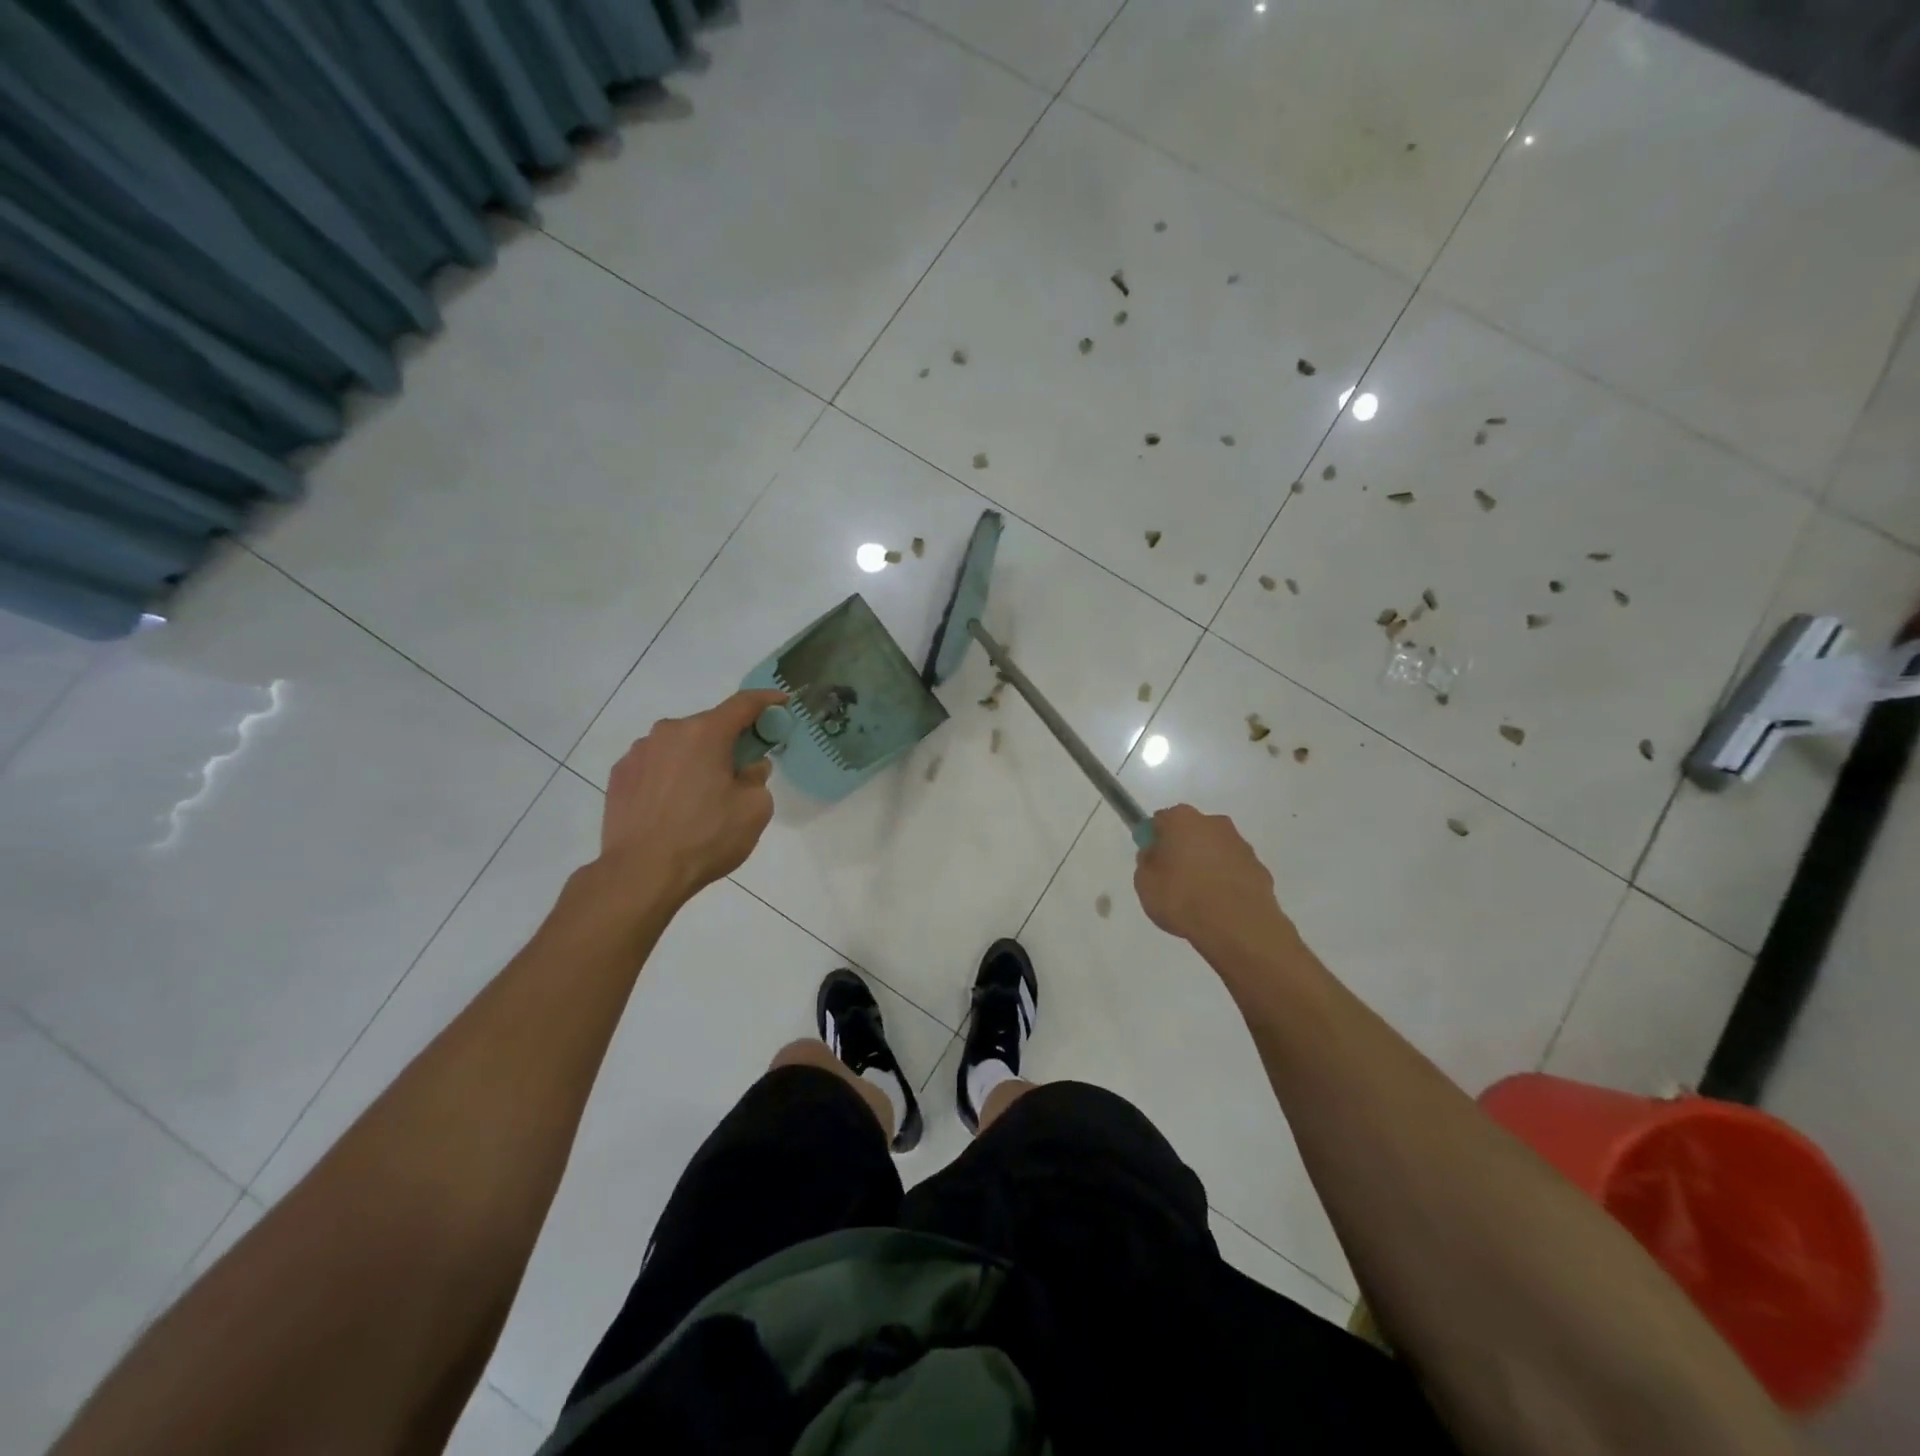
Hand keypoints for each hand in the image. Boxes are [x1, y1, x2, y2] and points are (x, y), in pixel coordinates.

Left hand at [600, 689, 784, 903]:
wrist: (640, 873)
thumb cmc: (705, 837)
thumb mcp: (754, 810)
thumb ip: (758, 778)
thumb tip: (749, 767)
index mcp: (705, 733)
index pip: (743, 704)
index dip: (767, 700)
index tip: (782, 702)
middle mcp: (669, 732)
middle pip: (709, 725)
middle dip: (730, 739)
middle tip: (743, 765)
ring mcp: (639, 752)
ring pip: (679, 745)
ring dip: (696, 757)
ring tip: (703, 793)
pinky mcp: (619, 775)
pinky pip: (656, 764)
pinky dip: (671, 774)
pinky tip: (674, 804)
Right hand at [1133, 804, 1288, 957]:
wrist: (1237, 925)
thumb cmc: (1182, 898)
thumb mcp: (1145, 882)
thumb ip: (1148, 862)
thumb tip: (1156, 854)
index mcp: (1181, 819)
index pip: (1161, 821)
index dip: (1154, 840)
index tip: (1152, 861)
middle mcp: (1214, 823)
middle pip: (1191, 831)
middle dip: (1183, 848)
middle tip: (1173, 878)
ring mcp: (1240, 844)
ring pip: (1215, 849)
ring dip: (1207, 864)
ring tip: (1199, 897)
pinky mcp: (1259, 868)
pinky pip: (1234, 870)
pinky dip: (1226, 881)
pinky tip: (1220, 905)